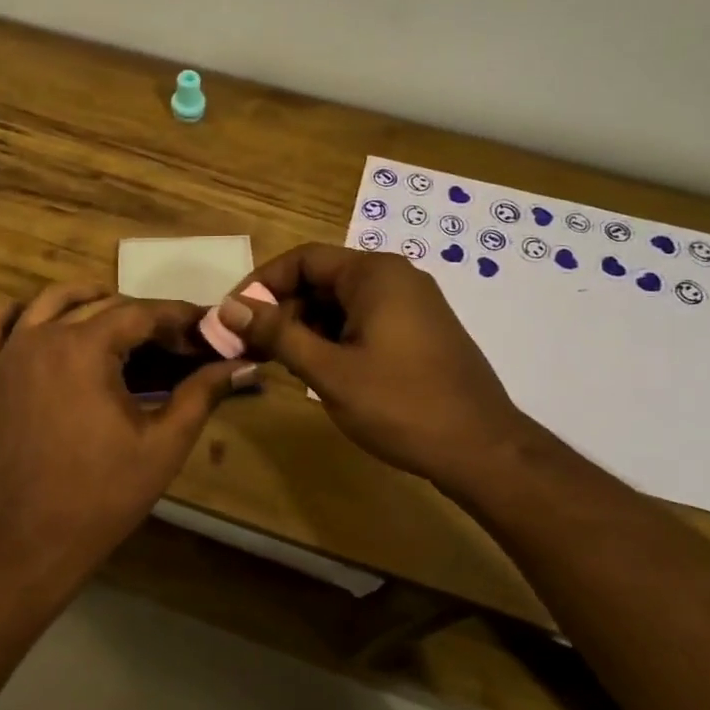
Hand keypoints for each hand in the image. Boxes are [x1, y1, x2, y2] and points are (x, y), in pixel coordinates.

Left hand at [0, 283, 254, 575]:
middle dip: (143, 316)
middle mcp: (43, 336)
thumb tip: (242, 364)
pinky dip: (18, 316)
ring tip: (122, 324)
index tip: (206, 328)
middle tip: (177, 341)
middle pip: (101, 304)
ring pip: (50, 302)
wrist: (33, 537)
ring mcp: (10, 354)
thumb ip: (202, 394)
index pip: (141, 313)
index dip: (178, 318)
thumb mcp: (164, 443)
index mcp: (84, 348)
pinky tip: (42, 323)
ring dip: (89, 301)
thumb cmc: (104, 493)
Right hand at [217, 244, 528, 489]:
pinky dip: (334, 338)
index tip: (235, 317)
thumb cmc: (400, 404)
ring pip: (341, 303)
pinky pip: (364, 321)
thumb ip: (276, 334)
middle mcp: (395, 277)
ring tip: (280, 364)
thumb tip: (228, 307)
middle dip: (283, 310)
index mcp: (374, 274)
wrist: (482, 449)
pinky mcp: (419, 331)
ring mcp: (412, 304)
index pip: (302, 260)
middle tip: (251, 347)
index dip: (262, 285)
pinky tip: (319, 371)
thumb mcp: (328, 370)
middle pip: (322, 280)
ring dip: (306, 328)